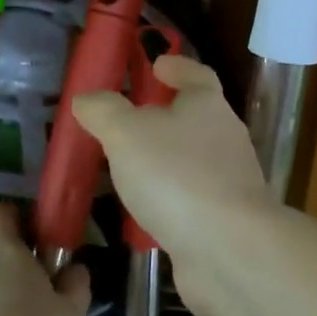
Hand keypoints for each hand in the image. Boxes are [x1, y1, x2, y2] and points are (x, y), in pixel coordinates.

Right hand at [71, 55, 274, 315]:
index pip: (196, 74)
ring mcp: (229, 182)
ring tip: (126, 168)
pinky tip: (144, 211)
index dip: (177, 66)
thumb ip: (103, 111)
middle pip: (195, 117)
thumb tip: (87, 98)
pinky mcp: (226, 221)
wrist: (229, 250)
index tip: (157, 64)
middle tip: (126, 121)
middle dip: (163, 116)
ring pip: (192, 160)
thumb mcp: (125, 134)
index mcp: (207, 106)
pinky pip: (192, 199)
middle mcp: (225, 138)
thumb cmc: (176, 176)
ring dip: (164, 160)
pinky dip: (169, 198)